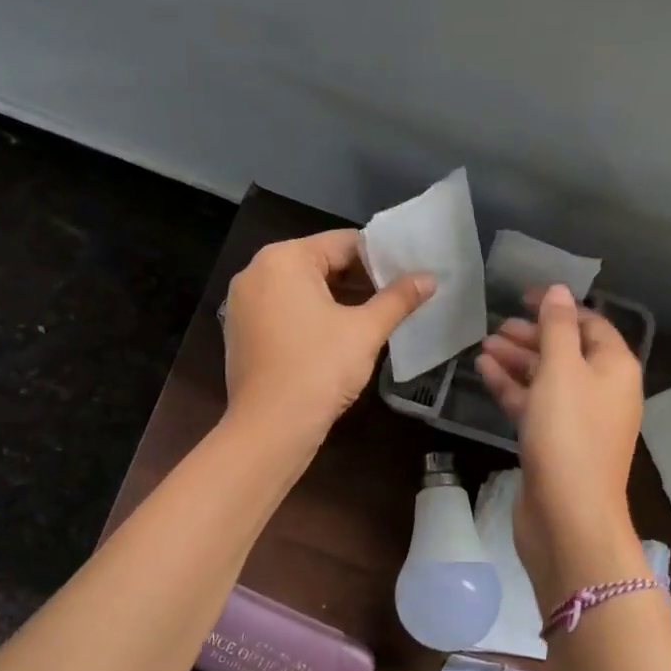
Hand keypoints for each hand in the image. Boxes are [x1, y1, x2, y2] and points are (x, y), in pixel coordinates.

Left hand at [223, 230, 431, 443]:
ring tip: (375, 315)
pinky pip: (284, 310)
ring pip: (301, 289)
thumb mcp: (365, 330)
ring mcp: (243, 303)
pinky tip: (340, 336)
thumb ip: (398, 299)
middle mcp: (256, 271)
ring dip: (338, 298)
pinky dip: (312, 316)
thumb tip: (430, 278)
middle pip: (320, 263)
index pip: (343, 243)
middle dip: (359, 279)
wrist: (271, 427)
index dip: (380, 258)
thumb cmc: (319, 369)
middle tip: (397, 296)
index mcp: (284, 258)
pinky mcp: (241, 331)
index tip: (408, 275)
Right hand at [477, 285, 644, 592]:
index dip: (558, 306)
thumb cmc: (569, 435)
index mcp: (615, 368)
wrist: (568, 516)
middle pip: (567, 351)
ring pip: (547, 379)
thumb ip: (557, 326)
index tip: (522, 296)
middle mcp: (602, 391)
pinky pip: (535, 405)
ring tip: (483, 347)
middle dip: (532, 335)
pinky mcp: (556, 444)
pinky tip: (484, 373)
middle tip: (497, 327)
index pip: (590, 323)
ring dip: (517, 361)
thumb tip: (559, 291)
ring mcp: (579, 421)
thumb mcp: (562, 370)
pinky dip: (512, 388)